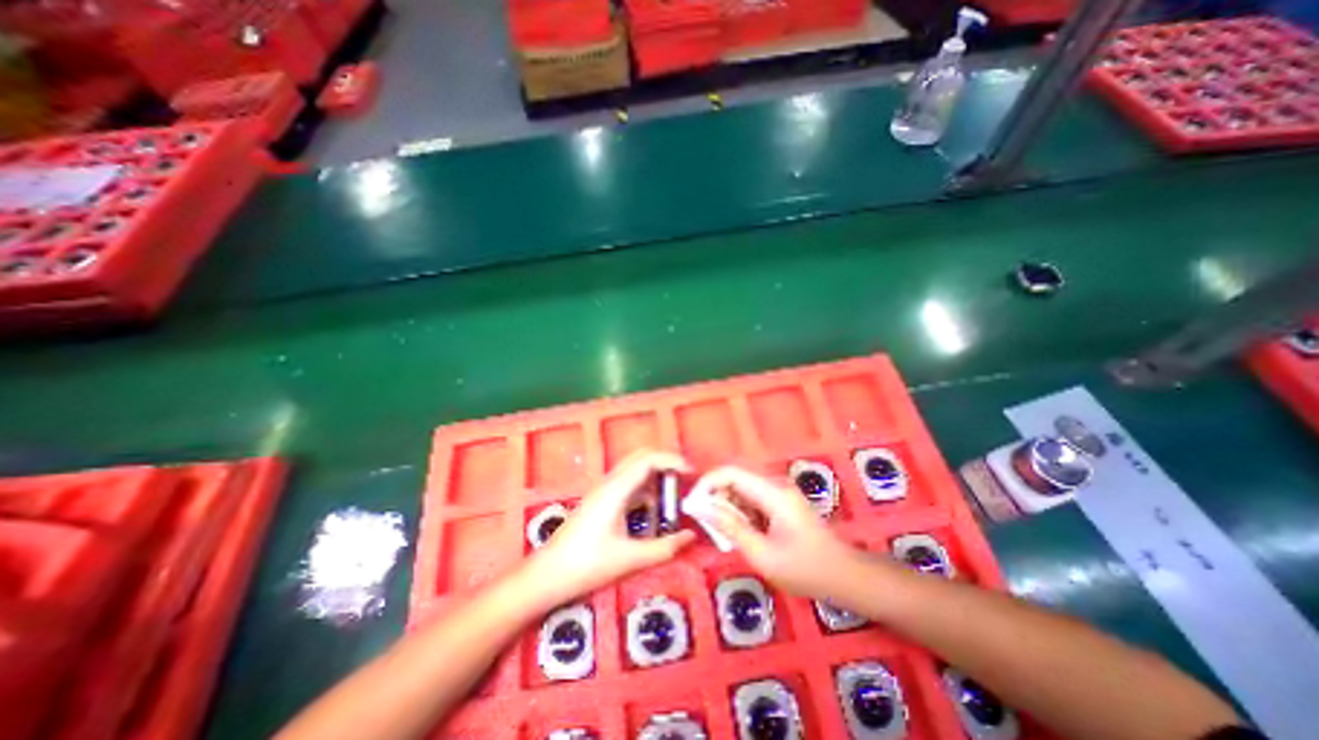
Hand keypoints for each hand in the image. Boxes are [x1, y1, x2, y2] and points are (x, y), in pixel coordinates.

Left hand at [524, 452, 694, 607]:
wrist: (546, 575)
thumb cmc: (586, 565)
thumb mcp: (629, 559)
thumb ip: (664, 548)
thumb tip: (691, 537)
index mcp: (616, 489)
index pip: (648, 459)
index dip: (672, 460)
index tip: (692, 473)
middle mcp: (610, 482)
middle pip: (641, 456)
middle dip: (665, 461)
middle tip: (685, 478)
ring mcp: (603, 490)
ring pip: (634, 468)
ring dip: (655, 474)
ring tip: (673, 494)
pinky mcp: (600, 500)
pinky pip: (628, 483)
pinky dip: (645, 487)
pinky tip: (653, 509)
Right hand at [694, 469, 874, 601]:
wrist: (845, 576)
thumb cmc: (805, 570)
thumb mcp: (763, 555)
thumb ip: (732, 528)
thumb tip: (703, 508)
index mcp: (773, 493)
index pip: (731, 472)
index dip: (708, 482)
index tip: (693, 503)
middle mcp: (775, 485)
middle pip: (735, 477)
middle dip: (715, 495)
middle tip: (704, 520)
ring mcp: (780, 492)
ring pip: (742, 487)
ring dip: (726, 503)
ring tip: (719, 529)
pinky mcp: (782, 502)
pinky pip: (752, 497)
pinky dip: (739, 510)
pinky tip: (739, 531)